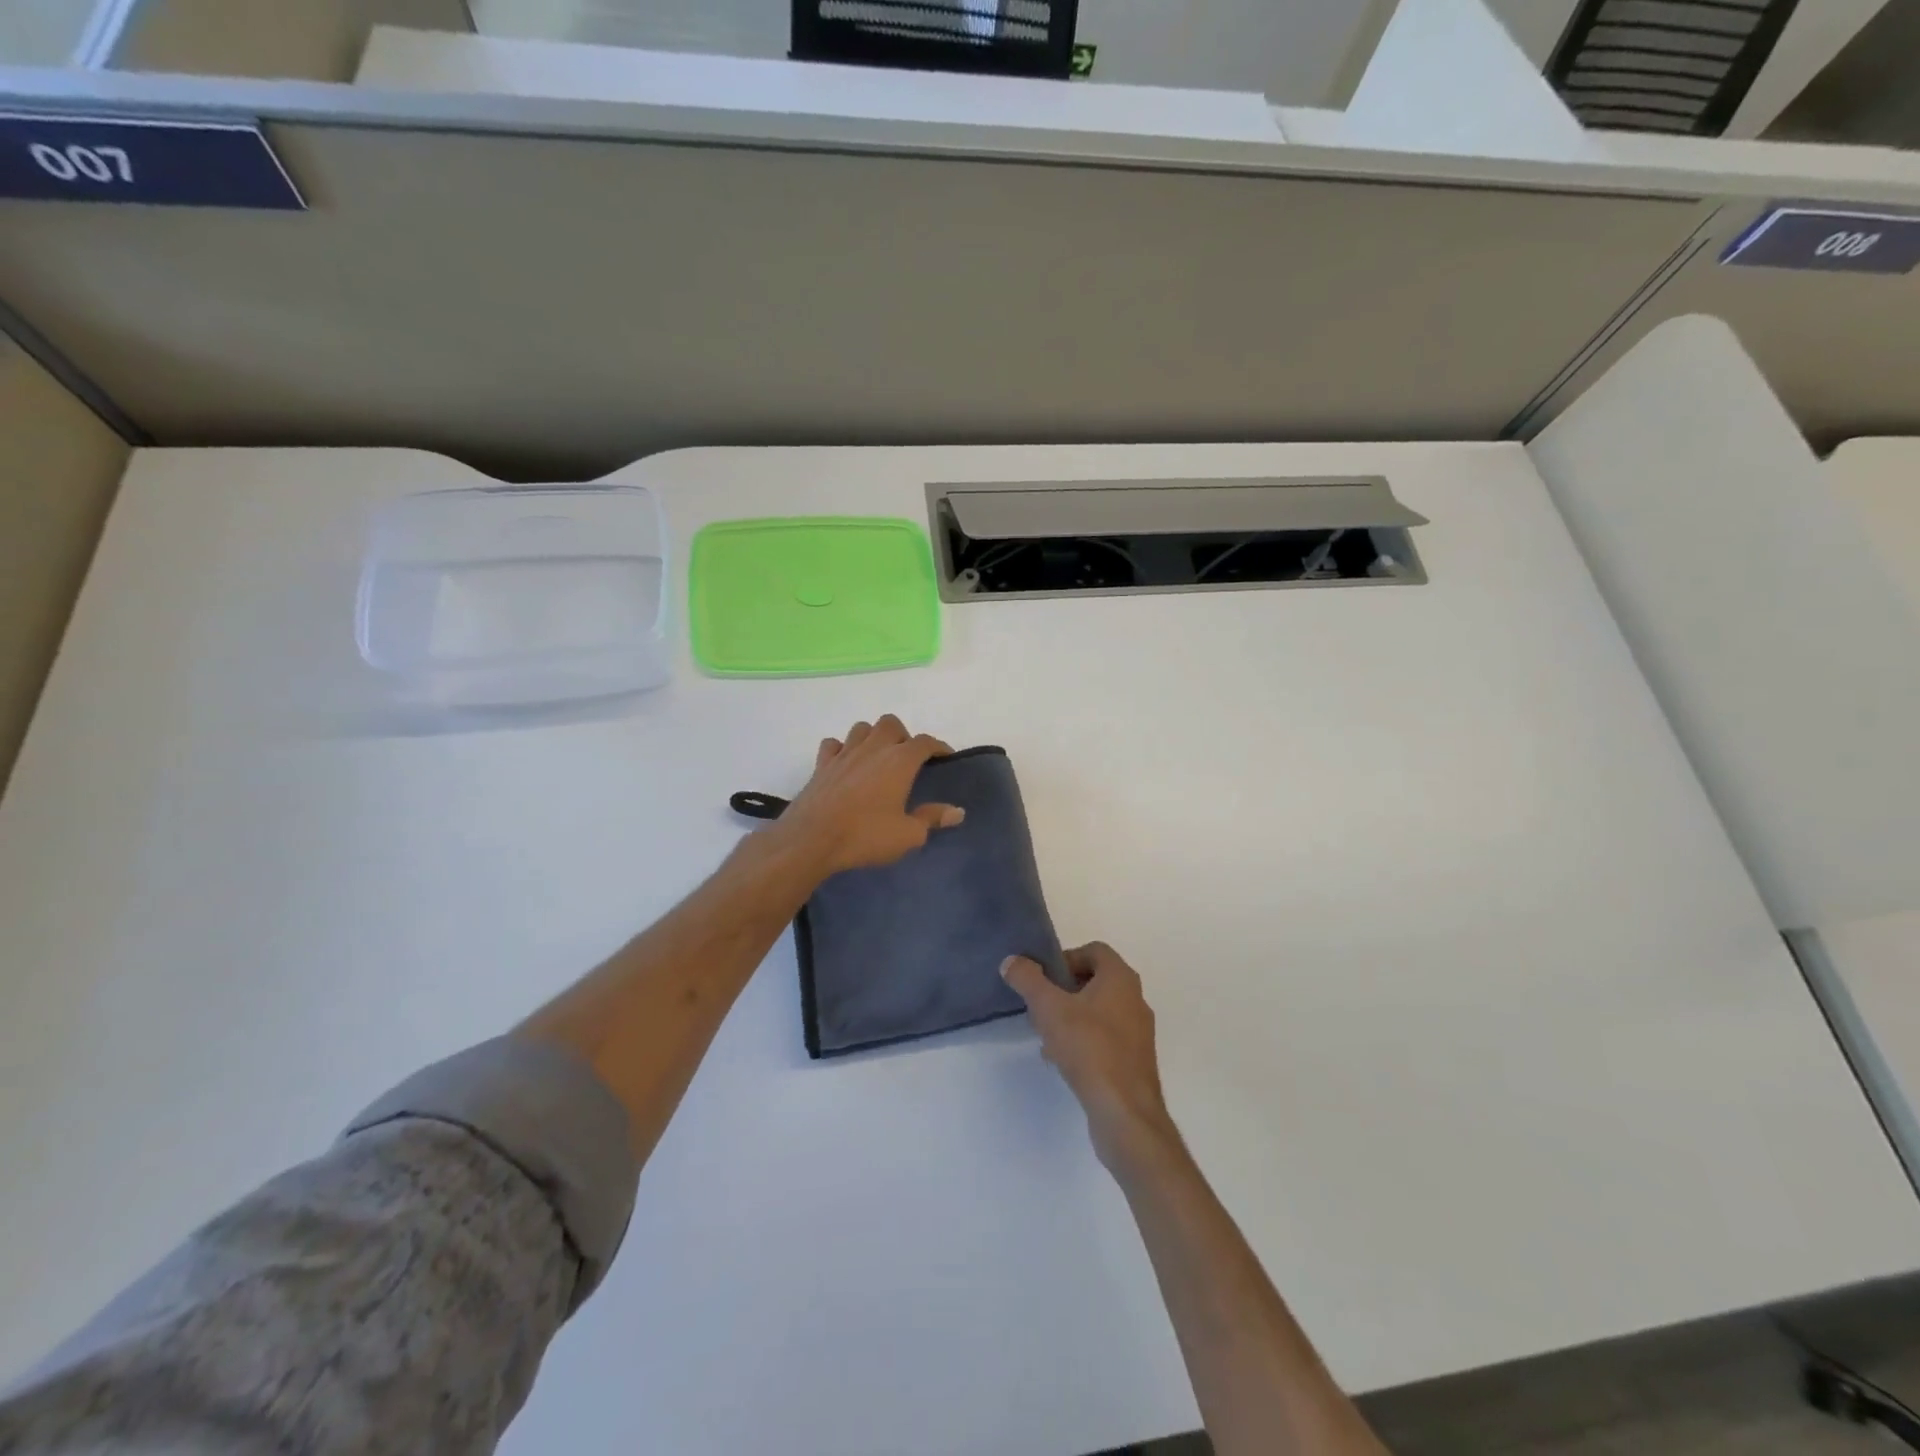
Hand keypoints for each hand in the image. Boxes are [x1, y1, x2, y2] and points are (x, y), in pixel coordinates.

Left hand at [772, 715, 964, 877]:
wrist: (812, 839)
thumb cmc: (866, 836)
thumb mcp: (908, 834)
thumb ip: (932, 819)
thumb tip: (957, 812)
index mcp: (899, 761)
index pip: (925, 742)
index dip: (938, 747)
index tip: (945, 758)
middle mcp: (873, 748)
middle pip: (891, 724)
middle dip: (903, 736)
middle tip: (907, 759)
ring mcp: (844, 753)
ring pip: (862, 728)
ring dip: (873, 737)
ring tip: (877, 757)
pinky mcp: (822, 764)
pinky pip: (833, 744)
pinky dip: (842, 749)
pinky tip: (846, 764)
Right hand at [1002, 943, 1180, 1173]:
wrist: (1124, 1112)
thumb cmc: (1089, 1048)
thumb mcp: (1049, 1008)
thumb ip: (1027, 980)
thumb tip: (1012, 961)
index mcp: (1121, 978)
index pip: (1094, 951)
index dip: (1066, 958)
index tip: (1044, 979)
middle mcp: (1135, 999)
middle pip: (1095, 981)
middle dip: (1064, 990)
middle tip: (1040, 1006)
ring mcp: (1138, 1032)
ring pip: (1098, 1012)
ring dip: (1071, 1017)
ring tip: (1045, 1035)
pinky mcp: (1134, 1061)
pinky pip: (1104, 1038)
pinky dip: (1082, 1041)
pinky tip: (1060, 1060)